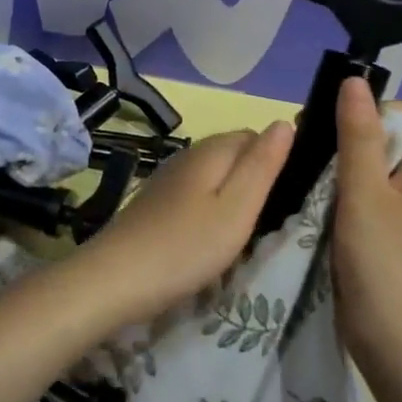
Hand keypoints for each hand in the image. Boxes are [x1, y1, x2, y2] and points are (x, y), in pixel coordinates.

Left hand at [75, 121, 294, 326]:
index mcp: (212, 149)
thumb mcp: (237, 208)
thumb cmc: (186, 246)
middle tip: (266, 221)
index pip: (257, 136)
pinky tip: (208, 239)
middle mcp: (188, 154)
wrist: (115, 279)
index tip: (286, 198)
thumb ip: (263, 165)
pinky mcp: (155, 202)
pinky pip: (195, 195)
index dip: (275, 162)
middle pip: (234, 155)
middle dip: (253, 180)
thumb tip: (284, 122)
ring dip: (231, 198)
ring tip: (241, 234)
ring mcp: (168, 178)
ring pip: (214, 176)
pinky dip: (208, 210)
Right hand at [332, 78, 401, 365]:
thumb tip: (354, 80)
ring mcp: (394, 211)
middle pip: (381, 137)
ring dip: (333, 163)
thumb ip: (358, 135)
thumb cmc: (382, 262)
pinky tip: (304, 196)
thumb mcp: (366, 193)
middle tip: (306, 143)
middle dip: (344, 132)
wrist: (391, 342)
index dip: (372, 109)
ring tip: (299, 168)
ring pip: (363, 167)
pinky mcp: (373, 232)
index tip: (334, 121)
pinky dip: (330, 189)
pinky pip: (353, 194)